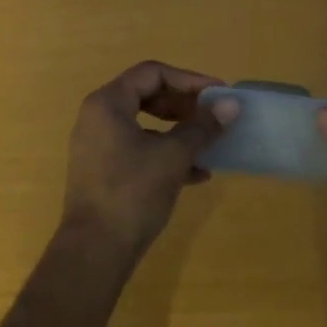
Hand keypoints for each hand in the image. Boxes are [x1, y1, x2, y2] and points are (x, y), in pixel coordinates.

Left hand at [62, 61, 238, 270]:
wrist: (94, 253)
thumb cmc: (132, 193)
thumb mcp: (173, 156)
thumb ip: (203, 127)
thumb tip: (232, 104)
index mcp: (108, 103)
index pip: (152, 73)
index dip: (189, 79)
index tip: (218, 94)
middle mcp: (98, 118)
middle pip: (148, 95)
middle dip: (185, 105)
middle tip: (214, 116)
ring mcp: (98, 146)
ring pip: (145, 125)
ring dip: (179, 131)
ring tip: (210, 143)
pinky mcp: (104, 172)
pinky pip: (139, 150)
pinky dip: (166, 154)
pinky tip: (197, 175)